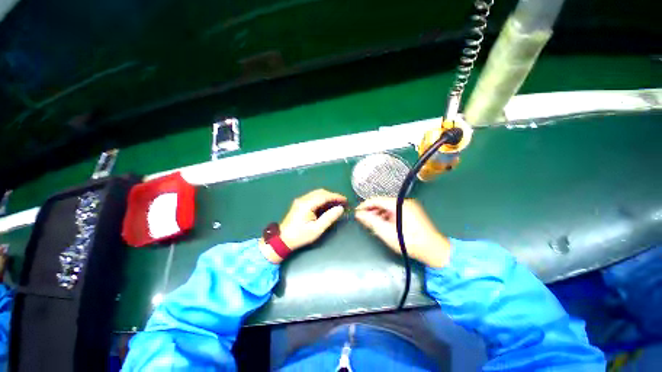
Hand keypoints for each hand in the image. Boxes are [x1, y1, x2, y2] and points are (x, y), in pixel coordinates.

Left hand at [260, 189, 346, 262]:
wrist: (282, 239)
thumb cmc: (300, 236)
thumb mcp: (316, 229)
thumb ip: (329, 218)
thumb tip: (340, 209)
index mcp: (306, 204)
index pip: (324, 196)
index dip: (336, 197)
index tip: (345, 200)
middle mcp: (303, 199)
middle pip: (321, 192)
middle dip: (333, 196)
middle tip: (342, 202)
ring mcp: (300, 200)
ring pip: (317, 193)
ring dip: (328, 197)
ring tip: (336, 204)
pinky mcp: (300, 203)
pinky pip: (313, 197)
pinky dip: (322, 199)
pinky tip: (327, 205)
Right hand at [355, 197, 450, 267]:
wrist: (434, 251)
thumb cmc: (410, 243)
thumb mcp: (387, 233)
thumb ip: (372, 221)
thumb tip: (358, 214)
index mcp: (399, 204)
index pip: (376, 200)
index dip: (364, 205)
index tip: (356, 213)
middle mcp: (404, 202)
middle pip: (382, 203)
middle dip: (371, 211)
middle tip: (363, 221)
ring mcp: (409, 206)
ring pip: (387, 207)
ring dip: (378, 215)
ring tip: (372, 225)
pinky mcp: (411, 212)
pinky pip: (394, 211)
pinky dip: (386, 217)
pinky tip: (383, 225)